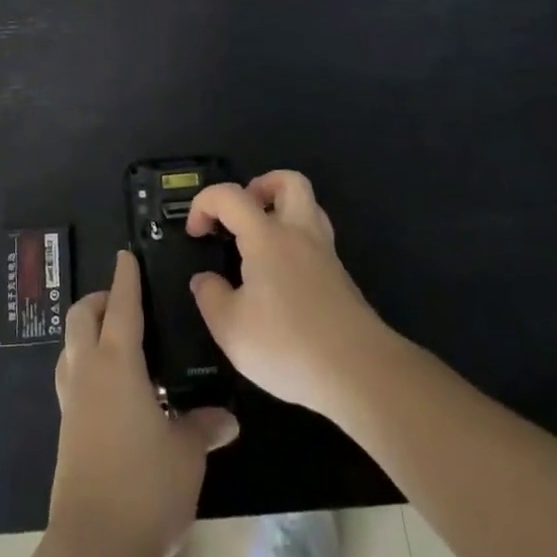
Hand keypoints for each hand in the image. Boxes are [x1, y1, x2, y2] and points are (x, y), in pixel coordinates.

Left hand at [49, 250, 238, 556]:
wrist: (94, 545)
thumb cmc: (145, 487)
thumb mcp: (186, 454)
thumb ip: (202, 427)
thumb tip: (226, 419)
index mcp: (117, 364)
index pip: (122, 306)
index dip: (126, 278)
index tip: (126, 255)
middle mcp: (88, 371)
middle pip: (82, 316)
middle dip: (100, 299)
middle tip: (126, 302)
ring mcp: (72, 400)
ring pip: (70, 345)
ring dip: (88, 330)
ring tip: (117, 339)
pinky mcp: (66, 427)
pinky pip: (71, 376)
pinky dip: (86, 363)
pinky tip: (111, 386)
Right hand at [188, 171, 390, 420]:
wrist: (360, 374)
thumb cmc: (288, 346)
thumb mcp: (230, 329)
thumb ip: (211, 297)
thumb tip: (205, 279)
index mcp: (267, 236)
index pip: (230, 195)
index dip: (204, 203)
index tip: (196, 233)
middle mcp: (299, 233)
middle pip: (288, 182)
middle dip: (259, 187)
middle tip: (240, 217)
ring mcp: (325, 254)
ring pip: (308, 208)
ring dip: (281, 212)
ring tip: (259, 242)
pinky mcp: (340, 279)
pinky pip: (315, 241)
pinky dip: (295, 244)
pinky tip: (280, 278)